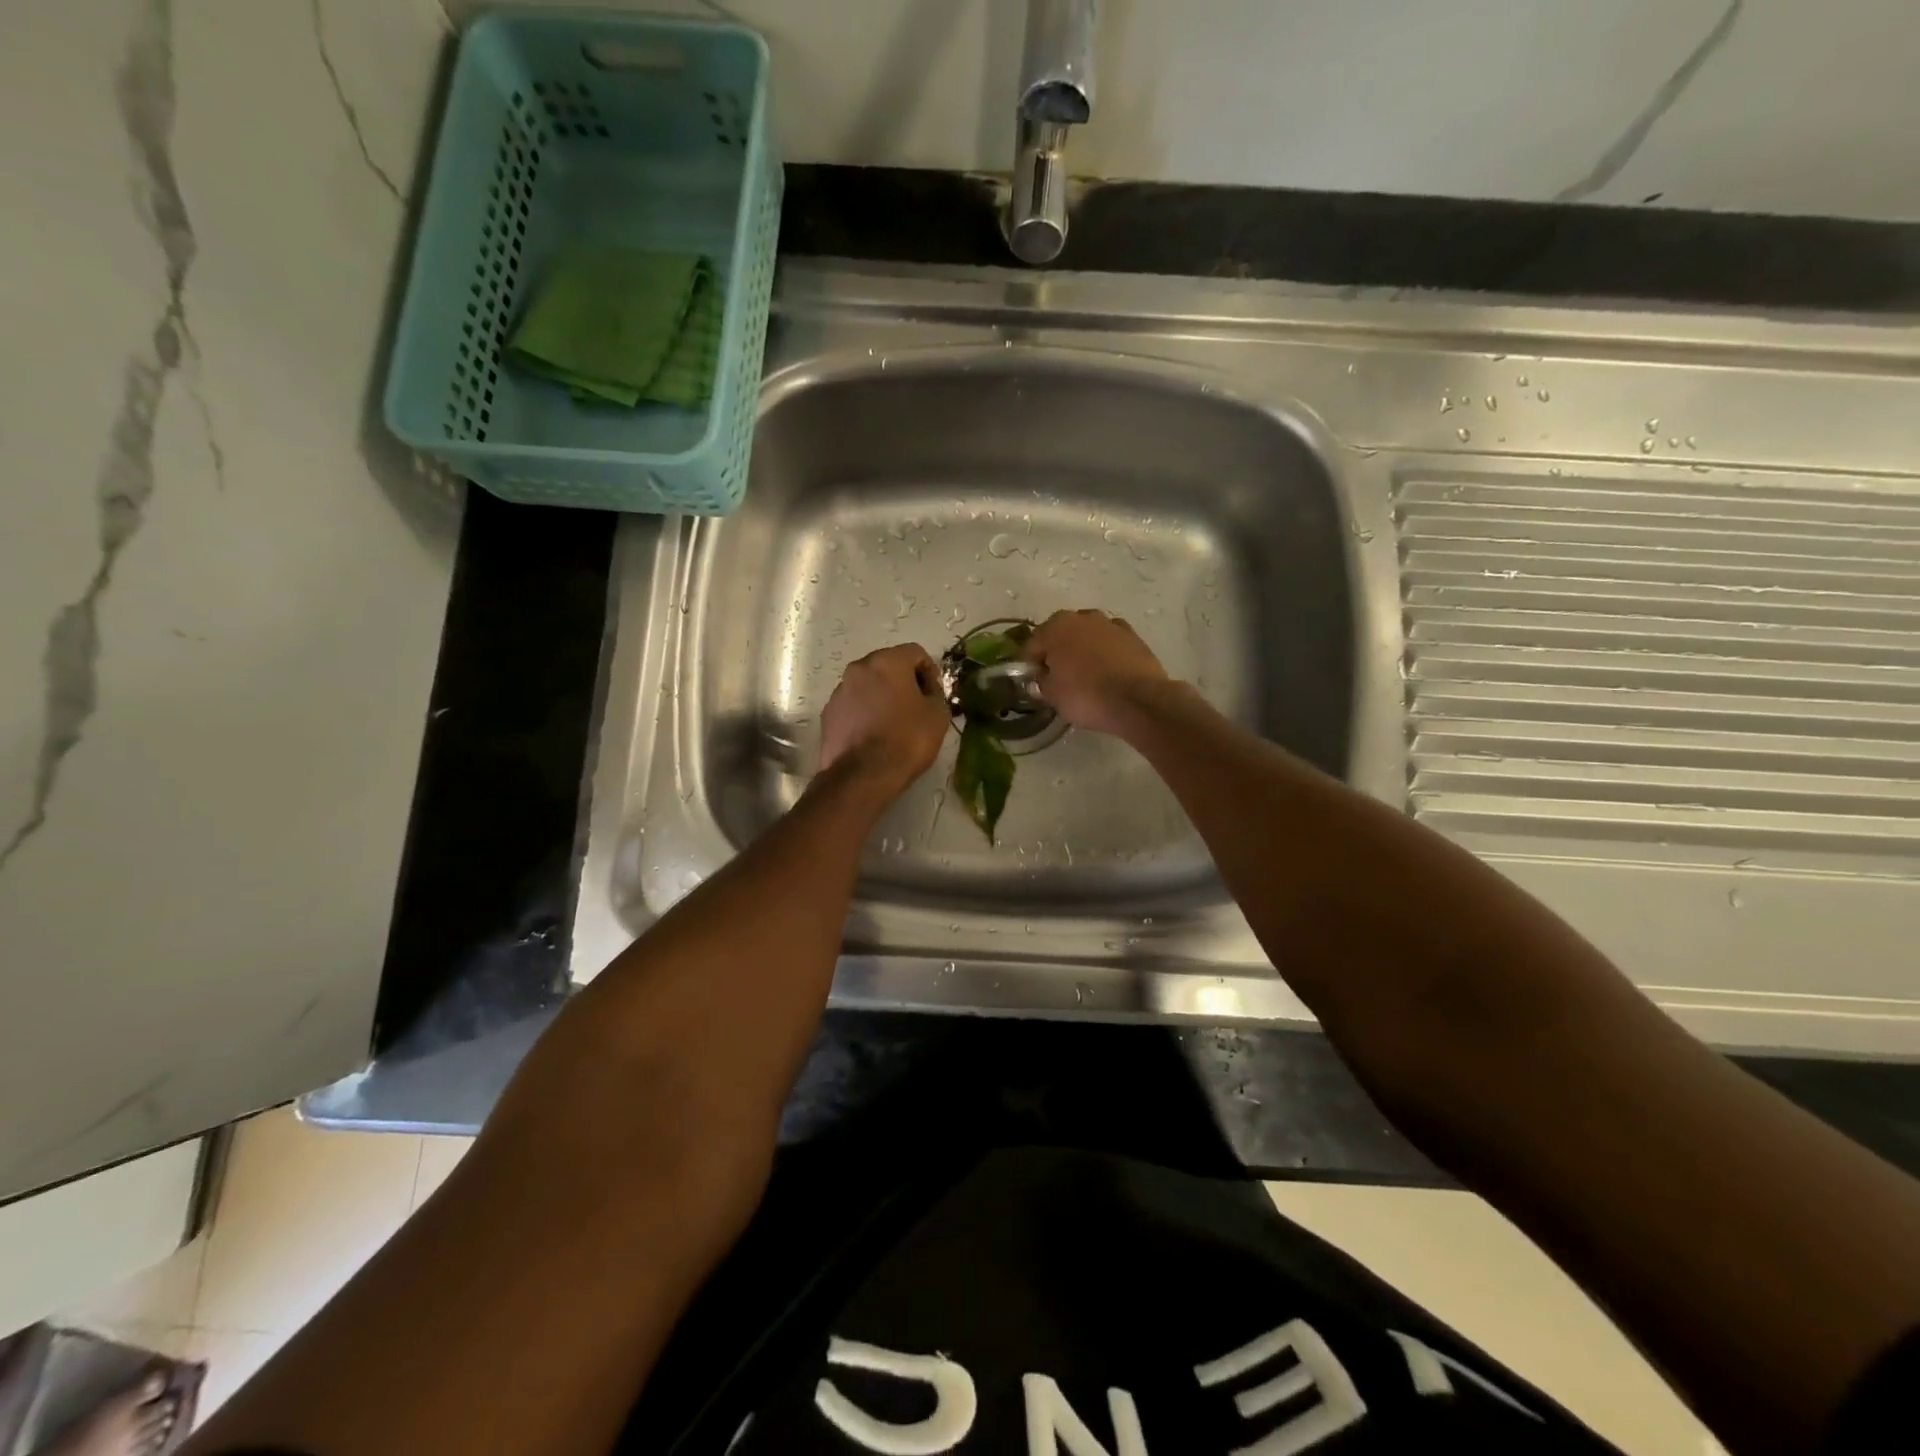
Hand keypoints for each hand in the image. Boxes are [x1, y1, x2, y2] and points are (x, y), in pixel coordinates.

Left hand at [818, 644, 950, 797]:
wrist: (863, 775)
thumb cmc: (907, 739)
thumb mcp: (938, 714)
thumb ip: (935, 692)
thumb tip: (927, 688)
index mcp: (887, 661)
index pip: (915, 652)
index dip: (929, 671)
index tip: (934, 693)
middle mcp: (858, 668)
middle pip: (887, 665)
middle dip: (903, 681)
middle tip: (916, 706)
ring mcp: (839, 691)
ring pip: (867, 685)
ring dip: (881, 696)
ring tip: (893, 723)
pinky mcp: (828, 714)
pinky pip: (853, 705)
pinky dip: (864, 712)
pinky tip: (874, 735)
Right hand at [1022, 610, 1171, 735]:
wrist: (1138, 699)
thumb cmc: (1085, 695)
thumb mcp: (1051, 695)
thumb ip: (1041, 681)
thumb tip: (1042, 677)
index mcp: (1056, 626)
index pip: (1032, 645)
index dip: (1028, 666)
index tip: (1030, 683)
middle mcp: (1082, 617)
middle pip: (1061, 636)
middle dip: (1057, 654)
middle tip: (1056, 679)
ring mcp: (1111, 624)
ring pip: (1088, 637)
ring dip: (1082, 651)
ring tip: (1084, 677)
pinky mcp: (1134, 637)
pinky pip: (1110, 645)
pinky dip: (1106, 655)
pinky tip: (1107, 674)